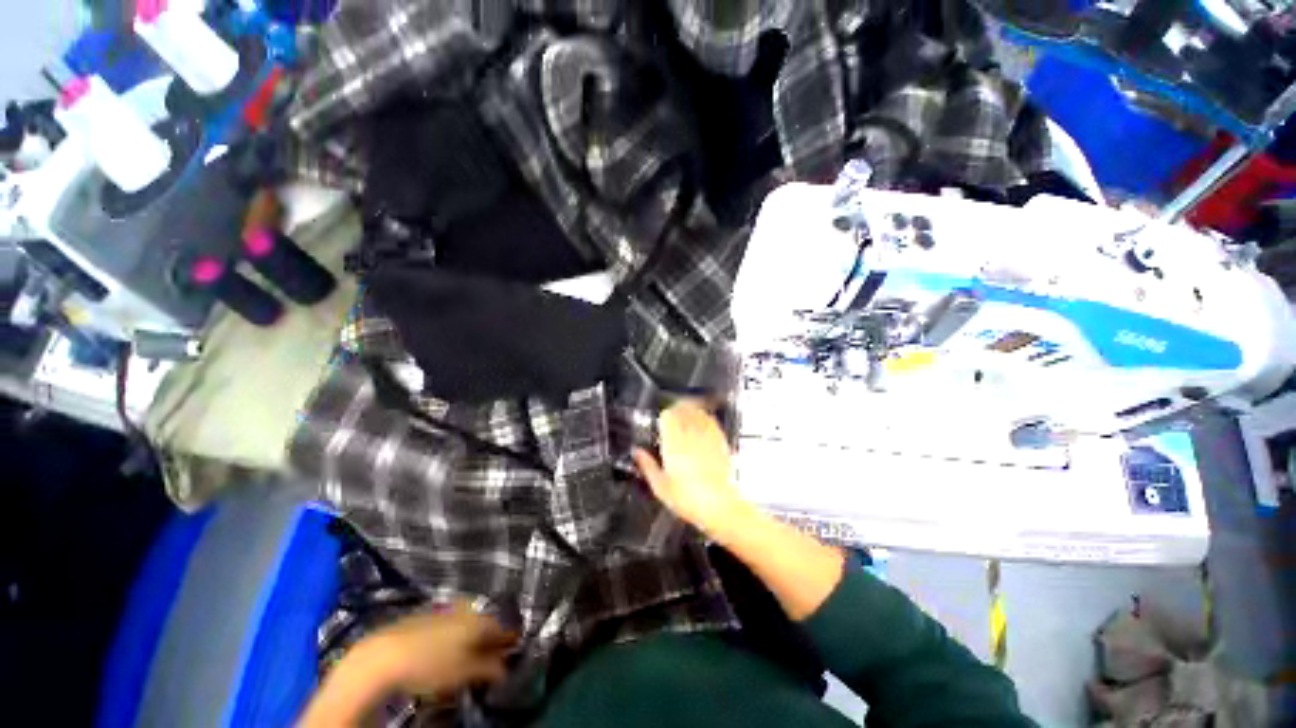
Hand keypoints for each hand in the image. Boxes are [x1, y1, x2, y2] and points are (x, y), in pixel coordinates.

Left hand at [366, 601, 517, 698]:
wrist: (384, 656)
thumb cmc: (430, 664)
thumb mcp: (464, 673)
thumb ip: (490, 669)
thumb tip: (506, 669)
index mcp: (480, 619)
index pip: (504, 628)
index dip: (509, 642)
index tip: (511, 654)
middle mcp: (467, 609)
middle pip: (485, 624)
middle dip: (489, 641)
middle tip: (488, 661)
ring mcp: (445, 610)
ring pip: (467, 624)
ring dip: (470, 639)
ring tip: (466, 659)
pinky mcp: (426, 615)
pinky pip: (449, 624)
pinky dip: (453, 637)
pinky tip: (443, 652)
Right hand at [633, 400, 748, 536]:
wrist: (721, 507)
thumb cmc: (689, 499)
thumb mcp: (660, 487)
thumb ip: (647, 465)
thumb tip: (637, 453)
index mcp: (674, 443)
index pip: (668, 416)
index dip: (664, 415)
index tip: (661, 419)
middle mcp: (691, 435)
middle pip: (683, 409)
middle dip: (677, 409)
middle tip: (672, 414)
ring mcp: (708, 437)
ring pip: (698, 412)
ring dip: (691, 410)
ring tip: (686, 414)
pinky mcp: (721, 442)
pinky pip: (712, 422)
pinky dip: (705, 418)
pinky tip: (702, 423)